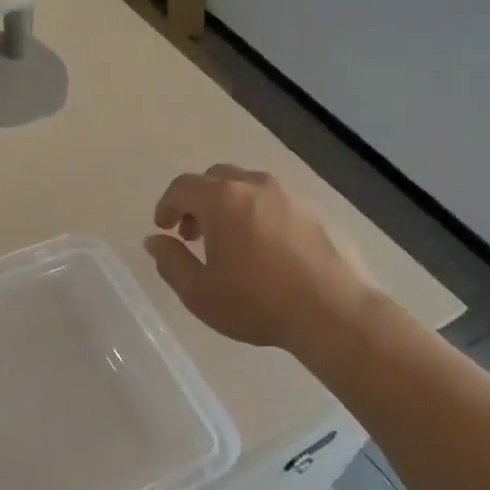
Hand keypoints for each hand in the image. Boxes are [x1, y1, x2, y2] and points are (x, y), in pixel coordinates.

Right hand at [145, 166, 369, 354]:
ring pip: (249, 188)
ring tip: (231, 244)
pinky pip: (277, 203)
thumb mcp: (199, 292)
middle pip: (217, 178)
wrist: (334, 311)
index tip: (163, 228)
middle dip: (198, 202)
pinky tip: (267, 251)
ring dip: (230, 207)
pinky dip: (260, 216)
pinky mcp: (317, 210)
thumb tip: (155, 241)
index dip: (167, 205)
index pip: (182, 186)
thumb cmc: (257, 302)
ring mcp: (291, 195)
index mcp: (222, 199)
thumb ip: (171, 261)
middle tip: (194, 235)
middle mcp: (256, 185)